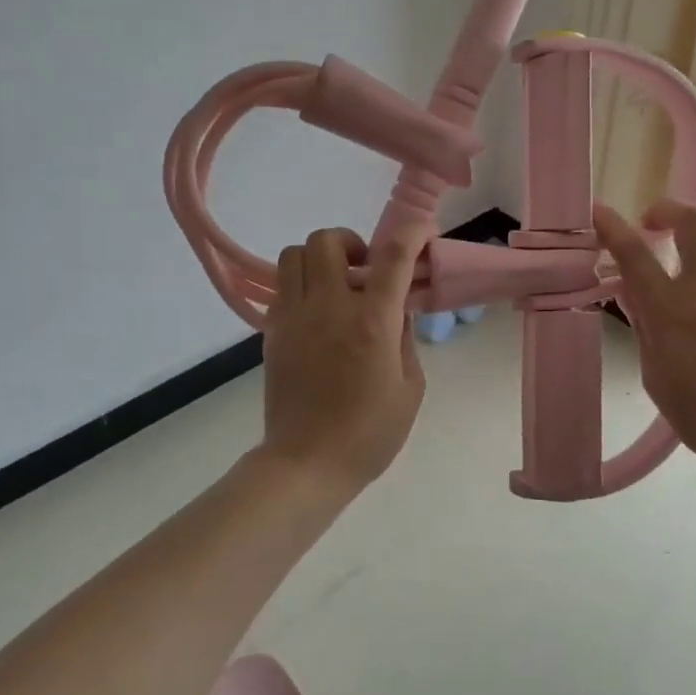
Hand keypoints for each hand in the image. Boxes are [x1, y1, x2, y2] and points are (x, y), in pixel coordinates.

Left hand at [259, 225, 426, 492]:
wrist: (307, 463)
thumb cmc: (369, 434)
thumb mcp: (410, 388)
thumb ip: (405, 339)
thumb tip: (397, 311)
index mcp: (372, 322)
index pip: (393, 256)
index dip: (412, 232)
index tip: (423, 231)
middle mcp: (328, 307)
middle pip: (327, 240)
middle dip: (351, 243)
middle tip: (364, 270)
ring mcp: (293, 317)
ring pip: (293, 254)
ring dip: (319, 259)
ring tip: (336, 286)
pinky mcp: (272, 332)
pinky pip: (281, 287)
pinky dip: (300, 285)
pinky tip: (316, 314)